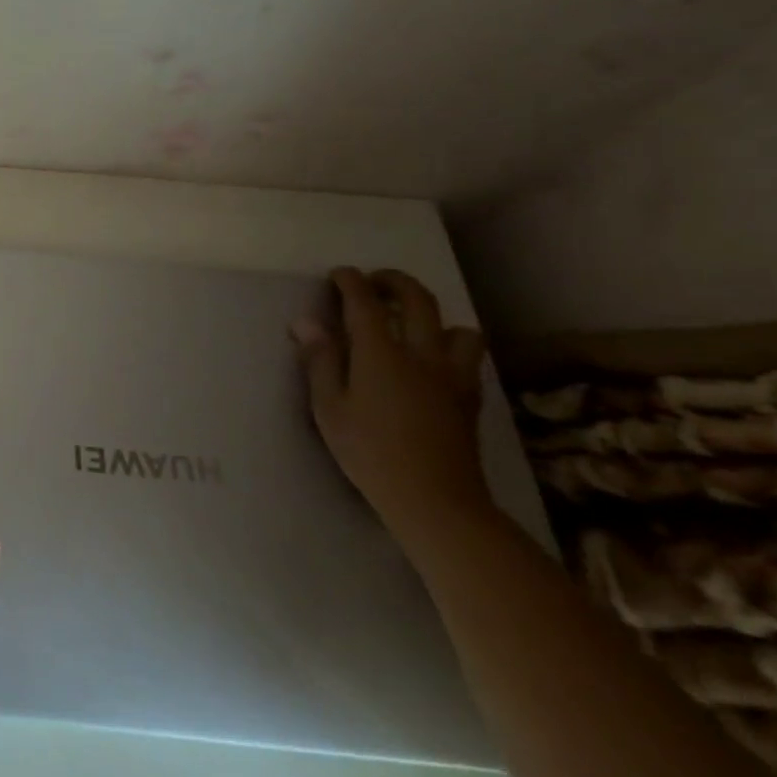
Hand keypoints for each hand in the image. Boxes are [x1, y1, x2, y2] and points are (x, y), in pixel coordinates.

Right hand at [293, 268, 494, 545]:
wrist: (436, 502)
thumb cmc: (369, 452)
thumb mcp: (329, 408)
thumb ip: (320, 360)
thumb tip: (306, 321)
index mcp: (381, 354)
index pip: (365, 303)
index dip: (351, 282)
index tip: (338, 274)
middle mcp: (422, 355)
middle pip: (418, 301)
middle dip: (394, 283)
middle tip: (374, 282)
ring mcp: (453, 377)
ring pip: (459, 329)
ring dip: (435, 318)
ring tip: (414, 326)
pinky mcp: (469, 399)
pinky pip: (469, 357)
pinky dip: (451, 346)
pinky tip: (433, 361)